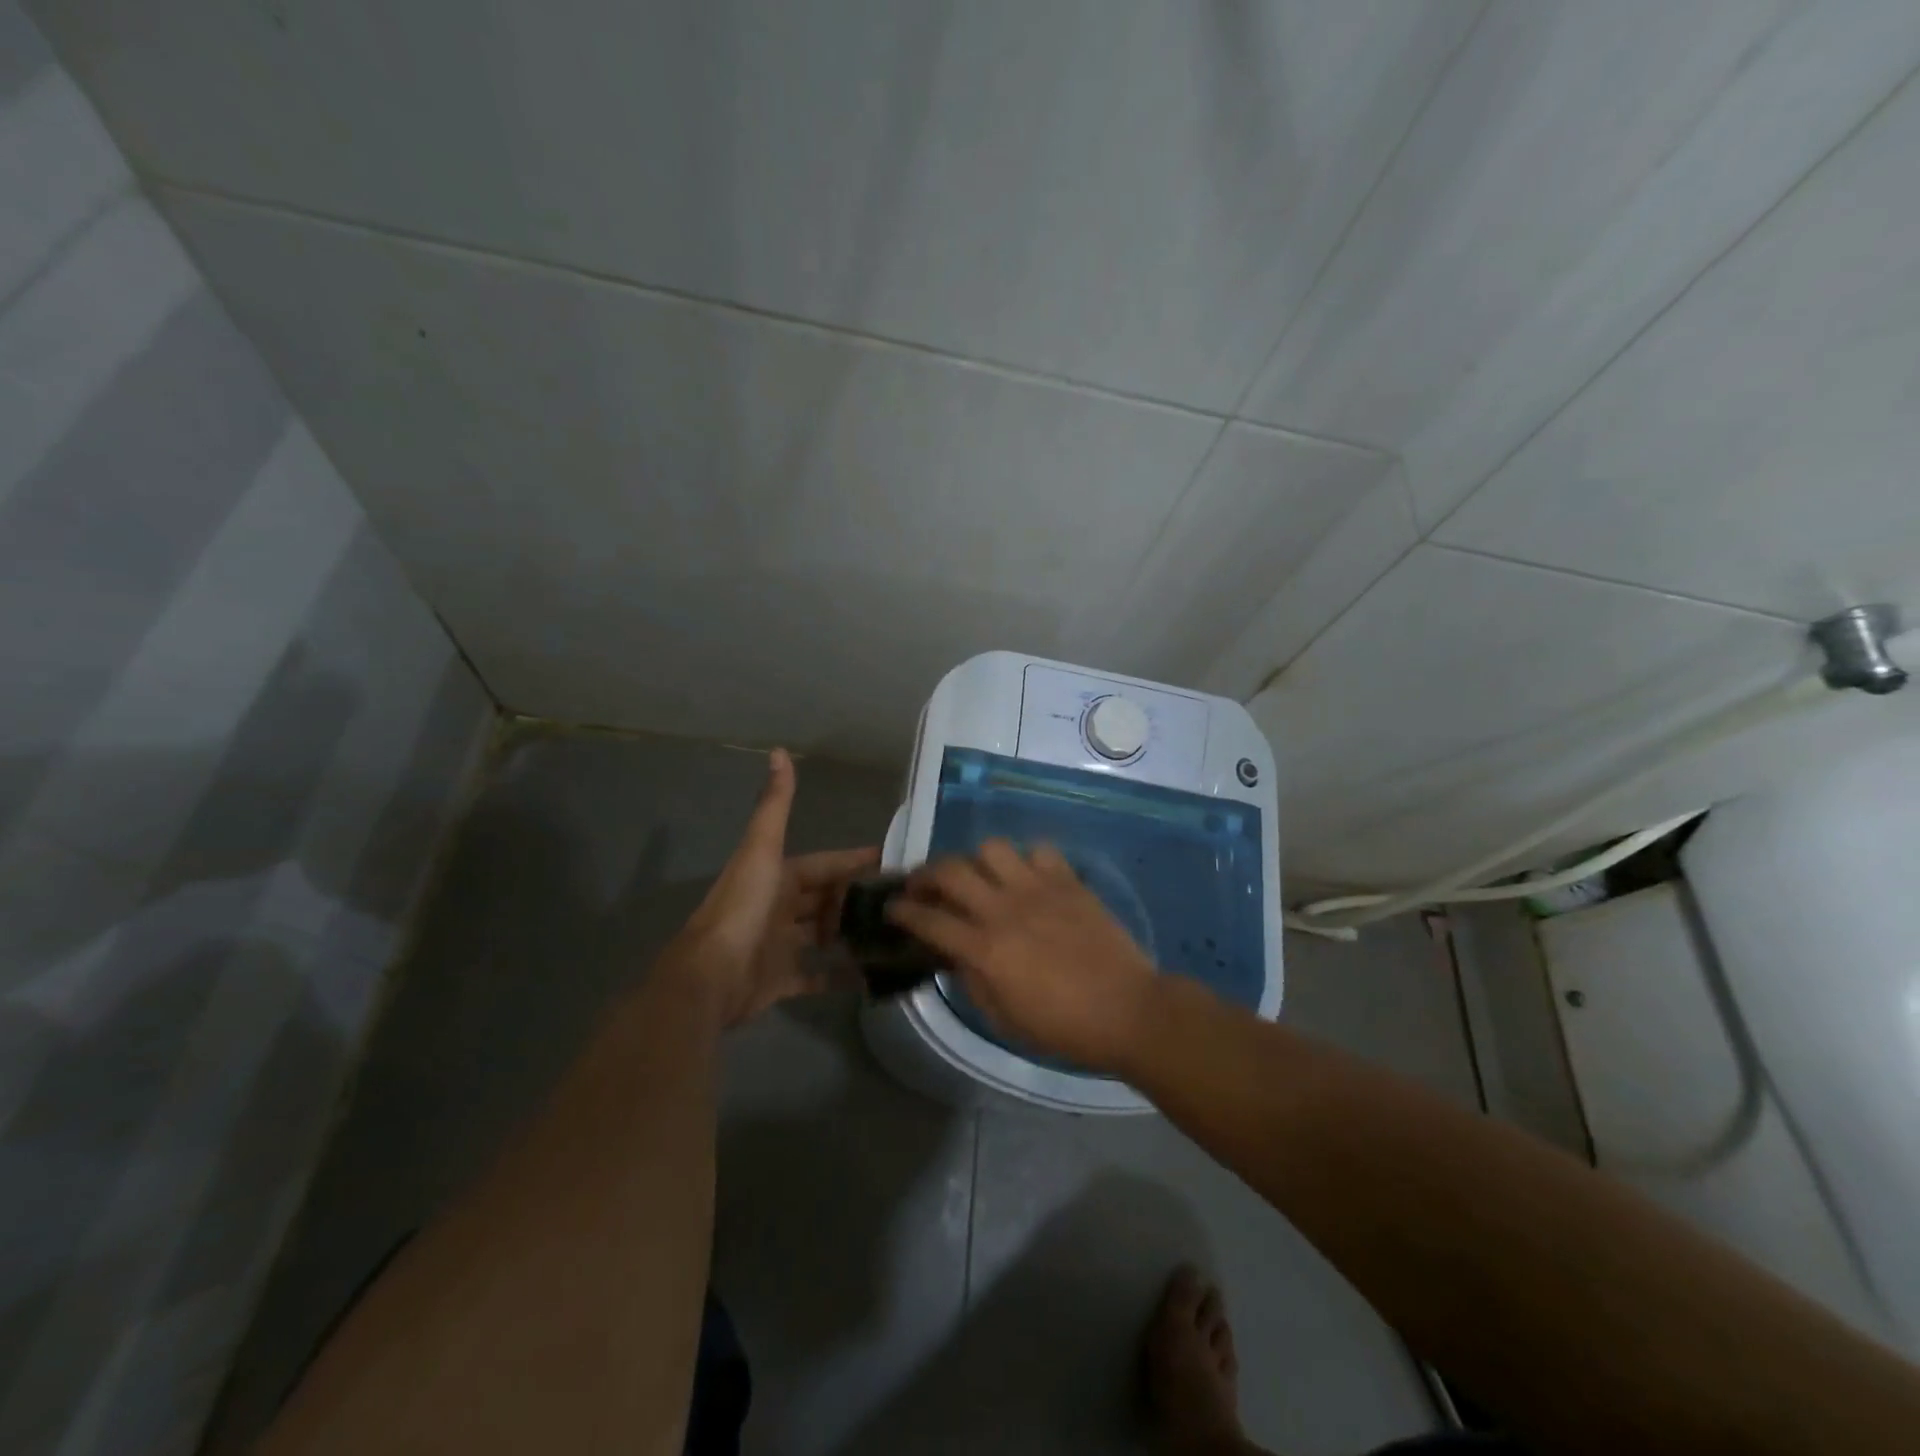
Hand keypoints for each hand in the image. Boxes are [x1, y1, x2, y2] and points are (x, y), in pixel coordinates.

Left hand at [668, 748, 877, 1026]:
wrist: (709, 976)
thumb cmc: (742, 908)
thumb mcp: (762, 850)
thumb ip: (775, 805)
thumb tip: (778, 750)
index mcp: (777, 877)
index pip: (823, 865)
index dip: (853, 860)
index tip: (889, 859)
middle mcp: (778, 908)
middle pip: (823, 900)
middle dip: (854, 899)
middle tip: (897, 903)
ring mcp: (779, 946)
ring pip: (821, 936)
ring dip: (847, 935)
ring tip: (889, 934)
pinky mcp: (780, 981)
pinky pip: (815, 976)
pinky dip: (837, 976)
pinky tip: (868, 976)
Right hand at [887, 840, 1159, 1071]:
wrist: (1127, 1010)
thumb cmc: (1063, 1027)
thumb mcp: (1004, 1017)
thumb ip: (972, 980)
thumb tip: (953, 954)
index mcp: (985, 949)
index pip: (929, 919)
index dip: (902, 911)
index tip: (892, 908)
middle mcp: (1005, 909)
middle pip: (951, 870)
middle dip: (927, 873)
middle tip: (925, 885)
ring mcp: (1038, 889)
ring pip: (992, 848)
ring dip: (978, 862)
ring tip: (982, 878)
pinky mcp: (1068, 881)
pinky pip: (1039, 851)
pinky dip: (1026, 861)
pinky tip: (1028, 879)